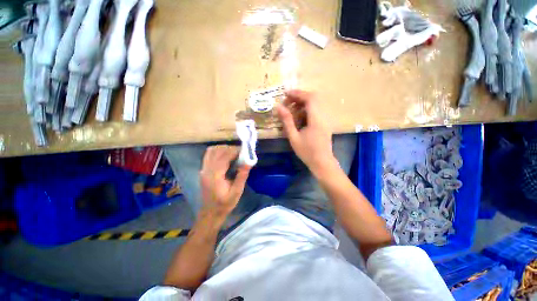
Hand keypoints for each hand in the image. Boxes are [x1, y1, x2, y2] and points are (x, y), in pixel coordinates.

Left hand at [199, 145, 250, 219]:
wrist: (210, 212)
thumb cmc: (225, 204)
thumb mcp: (236, 192)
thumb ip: (242, 176)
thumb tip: (248, 162)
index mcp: (215, 176)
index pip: (224, 156)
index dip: (235, 151)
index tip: (244, 150)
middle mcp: (207, 170)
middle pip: (217, 151)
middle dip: (230, 148)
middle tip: (241, 152)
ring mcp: (203, 169)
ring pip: (211, 151)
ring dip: (223, 148)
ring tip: (234, 153)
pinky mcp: (203, 170)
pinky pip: (209, 155)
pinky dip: (217, 151)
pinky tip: (225, 156)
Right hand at [276, 90, 337, 175]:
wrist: (322, 162)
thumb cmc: (307, 151)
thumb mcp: (293, 137)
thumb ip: (287, 121)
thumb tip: (279, 107)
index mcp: (316, 119)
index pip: (309, 98)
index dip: (297, 93)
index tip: (286, 93)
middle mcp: (323, 116)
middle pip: (314, 97)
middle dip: (299, 96)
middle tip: (287, 101)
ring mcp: (325, 119)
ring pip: (315, 103)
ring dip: (303, 102)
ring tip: (291, 109)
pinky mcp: (325, 123)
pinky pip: (316, 110)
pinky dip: (306, 109)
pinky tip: (299, 116)